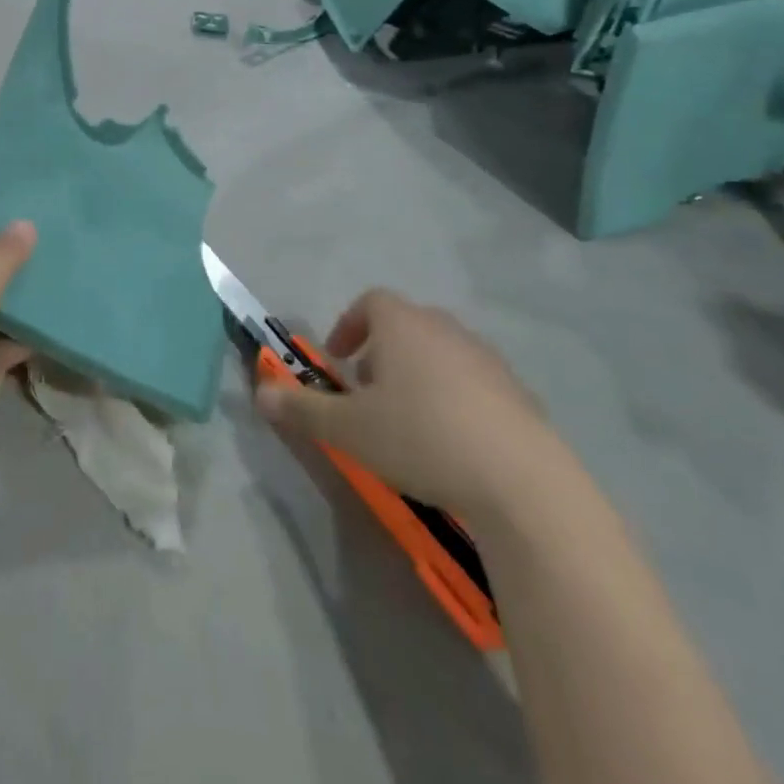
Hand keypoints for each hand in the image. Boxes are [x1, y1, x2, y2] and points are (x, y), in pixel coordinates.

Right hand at [255, 290, 559, 520]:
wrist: (522, 482)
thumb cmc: (420, 438)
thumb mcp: (348, 429)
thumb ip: (302, 408)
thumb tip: (261, 393)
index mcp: (403, 326)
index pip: (370, 301)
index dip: (348, 326)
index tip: (339, 360)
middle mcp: (446, 330)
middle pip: (406, 325)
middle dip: (381, 352)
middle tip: (367, 392)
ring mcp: (488, 360)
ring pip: (441, 353)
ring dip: (417, 375)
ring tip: (407, 420)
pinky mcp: (520, 394)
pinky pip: (474, 383)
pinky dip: (454, 399)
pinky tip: (451, 443)